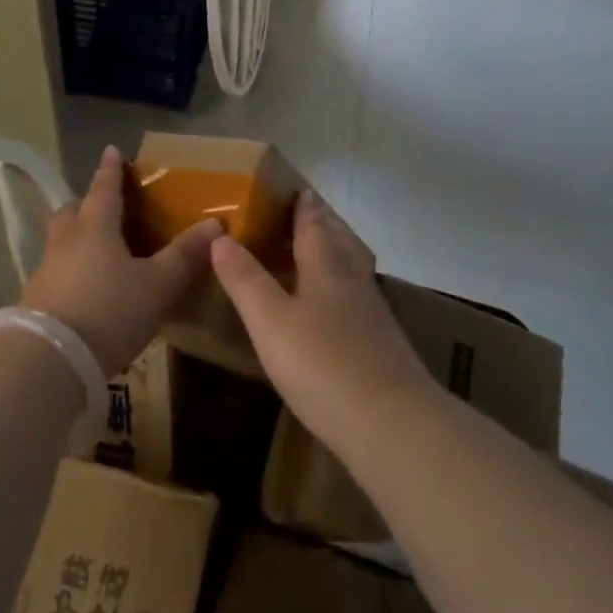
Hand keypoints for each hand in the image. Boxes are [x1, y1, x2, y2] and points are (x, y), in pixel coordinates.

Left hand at [22, 147, 221, 375]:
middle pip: (73, 211)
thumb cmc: (108, 310)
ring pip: (62, 240)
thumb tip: (215, 224)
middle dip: (88, 203)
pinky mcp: (36, 299)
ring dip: (77, 236)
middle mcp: (66, 239)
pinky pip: (57, 269)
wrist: (48, 360)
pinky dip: (72, 268)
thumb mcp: (156, 285)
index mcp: (95, 226)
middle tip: (107, 208)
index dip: (111, 169)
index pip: (104, 187)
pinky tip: (87, 287)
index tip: (112, 150)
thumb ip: (184, 256)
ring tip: (100, 249)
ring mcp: (46, 269)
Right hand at [208, 190, 435, 459]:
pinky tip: (334, 302)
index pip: (314, 223)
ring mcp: (372, 310)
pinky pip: (358, 292)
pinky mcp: (382, 340)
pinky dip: (343, 281)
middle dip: (323, 221)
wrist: (393, 424)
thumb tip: (220, 237)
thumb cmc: (323, 364)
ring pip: (354, 263)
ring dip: (337, 247)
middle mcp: (353, 278)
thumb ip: (245, 279)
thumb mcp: (270, 321)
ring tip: (318, 249)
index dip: (303, 205)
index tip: (294, 188)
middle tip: (304, 211)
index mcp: (326, 265)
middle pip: (340, 238)